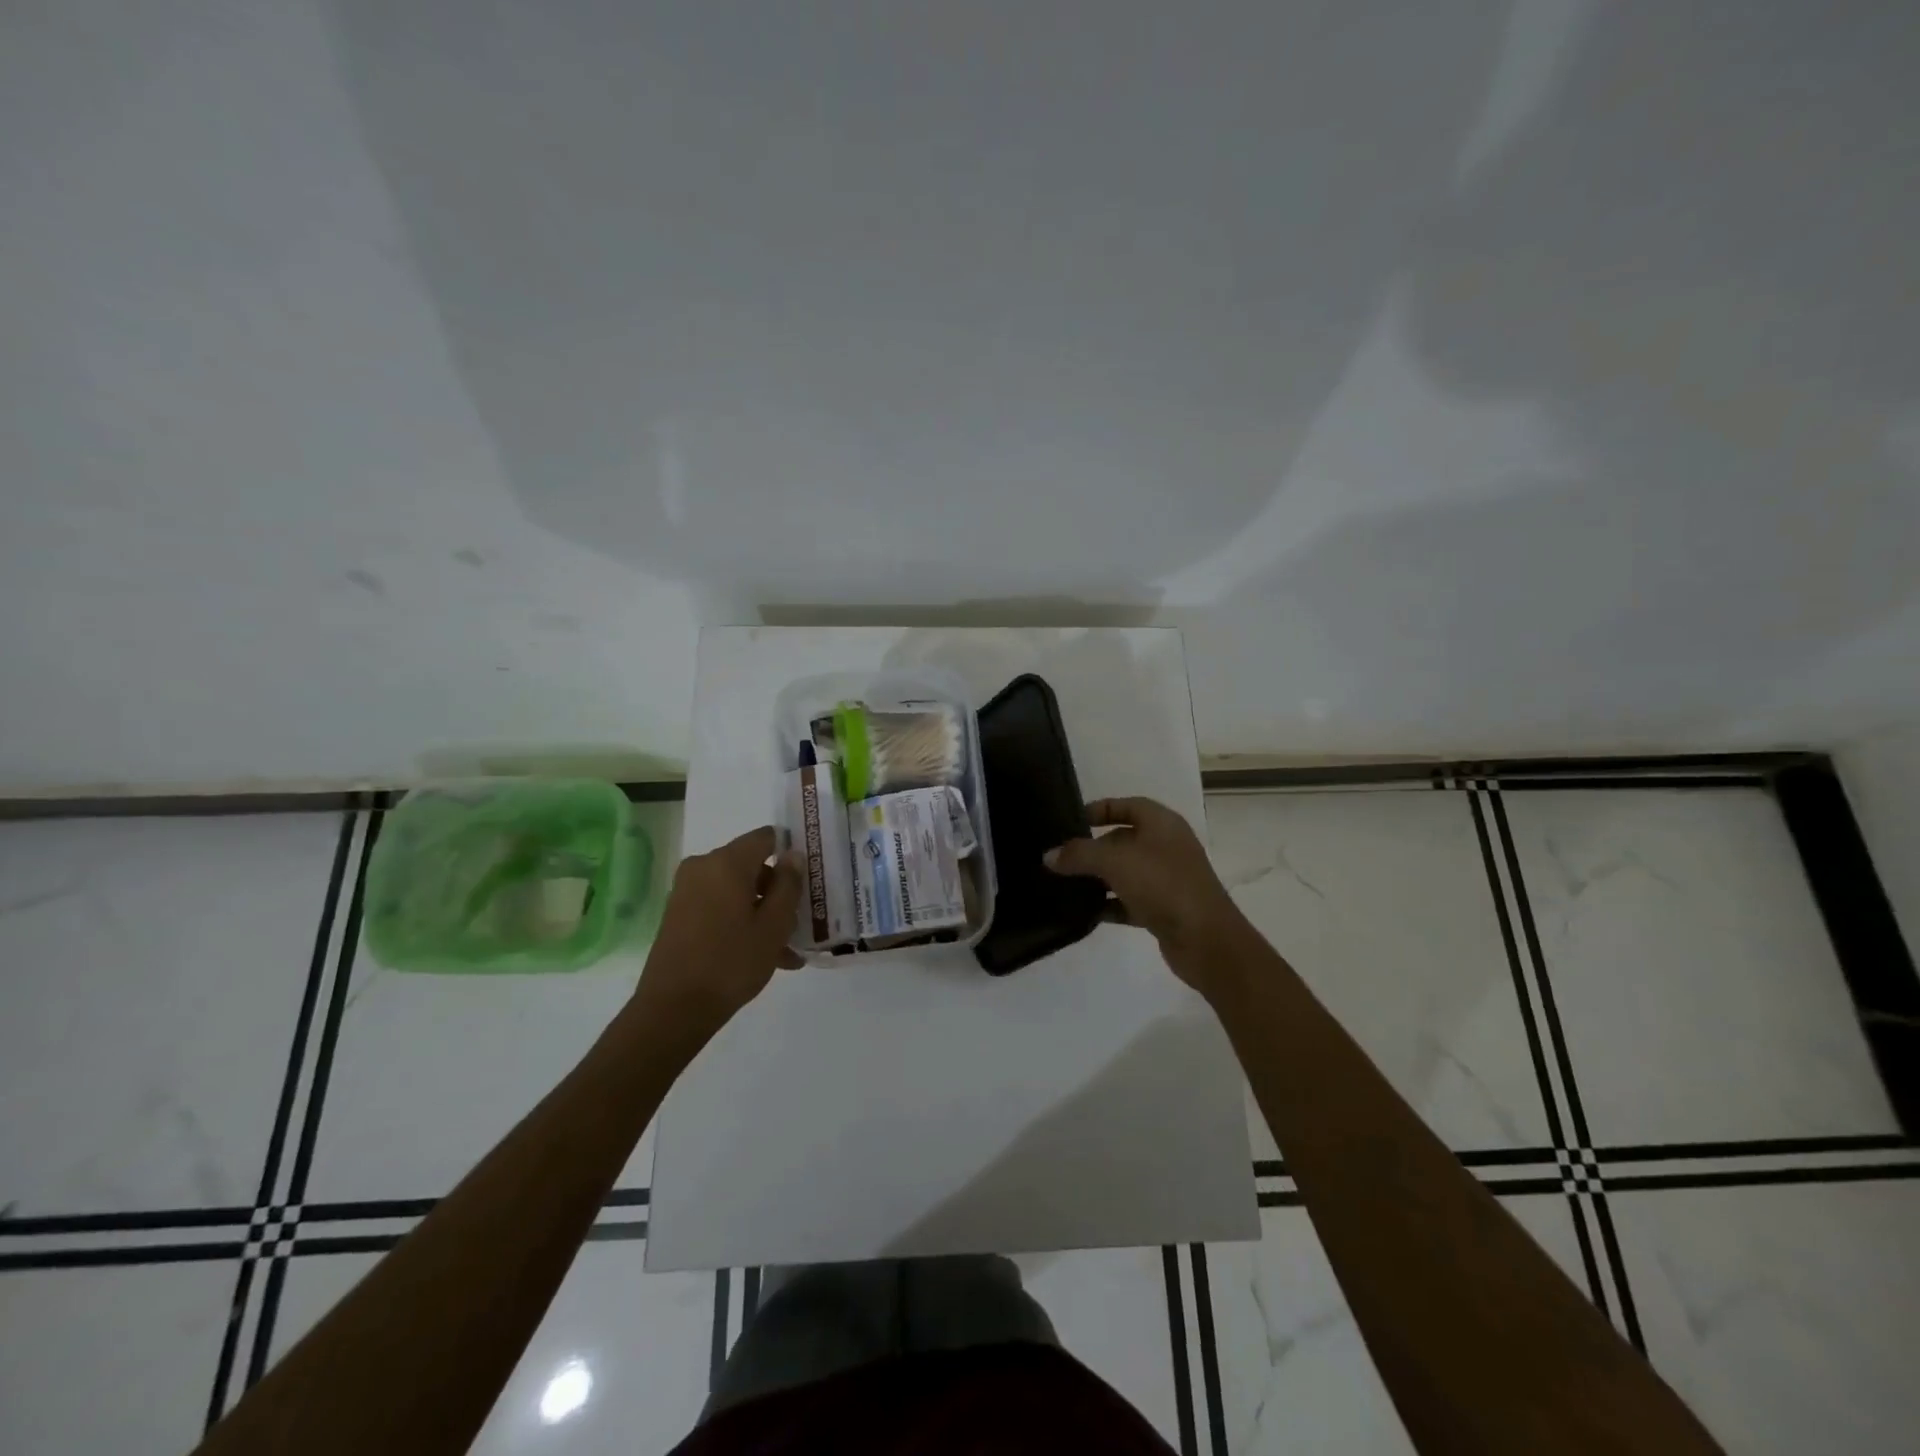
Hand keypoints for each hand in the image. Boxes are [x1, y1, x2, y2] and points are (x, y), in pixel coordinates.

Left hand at [633, 826, 803, 1034]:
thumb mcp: (774, 926)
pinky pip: (720, 907)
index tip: (807, 878)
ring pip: (737, 891)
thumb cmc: (731, 962)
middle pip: (752, 866)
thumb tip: (793, 855)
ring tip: (785, 950)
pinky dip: (741, 922)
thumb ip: (788, 885)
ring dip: (762, 913)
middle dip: (777, 891)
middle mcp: (703, 868)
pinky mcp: (679, 915)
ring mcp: (687, 892)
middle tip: (798, 923)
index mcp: (727, 862)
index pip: (766, 837)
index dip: (789, 852)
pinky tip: (762, 956)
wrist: (673, 1009)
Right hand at [1045, 797, 1251, 995]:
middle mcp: (1166, 846)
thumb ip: (1079, 854)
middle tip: (1059, 857)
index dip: (1099, 809)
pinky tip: (1084, 912)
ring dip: (1098, 878)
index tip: (1069, 821)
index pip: (1126, 805)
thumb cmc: (1163, 884)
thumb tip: (1049, 856)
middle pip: (1122, 839)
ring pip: (1124, 871)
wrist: (1206, 940)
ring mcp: (1167, 879)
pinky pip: (1129, 900)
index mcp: (1162, 823)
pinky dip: (1109, 904)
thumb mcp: (1114, 861)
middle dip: (1092, 847)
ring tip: (1064, 884)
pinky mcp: (1164, 909)